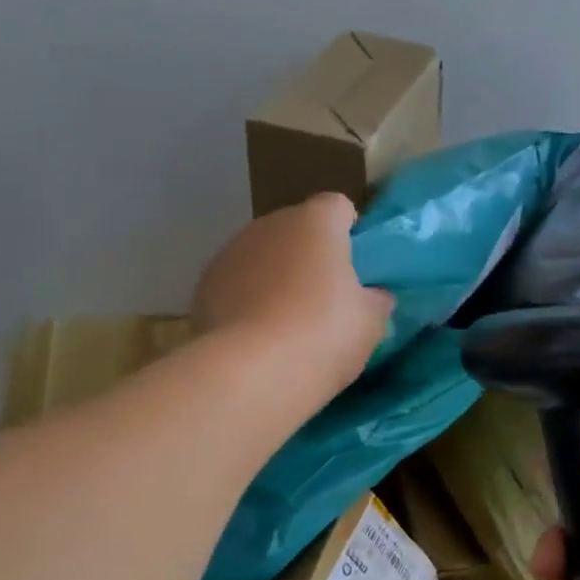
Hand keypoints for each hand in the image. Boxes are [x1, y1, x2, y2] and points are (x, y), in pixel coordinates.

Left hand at [193, 193, 392, 399]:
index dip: (348, 230)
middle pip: (295, 230)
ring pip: (262, 257)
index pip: (336, 207)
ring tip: (287, 323)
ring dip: (275, 277)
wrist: (251, 373)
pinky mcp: (204, 287)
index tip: (355, 263)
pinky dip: (247, 302)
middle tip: (325, 298)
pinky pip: (236, 286)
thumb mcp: (370, 322)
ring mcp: (230, 254)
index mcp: (315, 223)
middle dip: (309, 256)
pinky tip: (257, 337)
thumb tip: (374, 295)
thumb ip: (375, 300)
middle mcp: (269, 226)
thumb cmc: (324, 334)